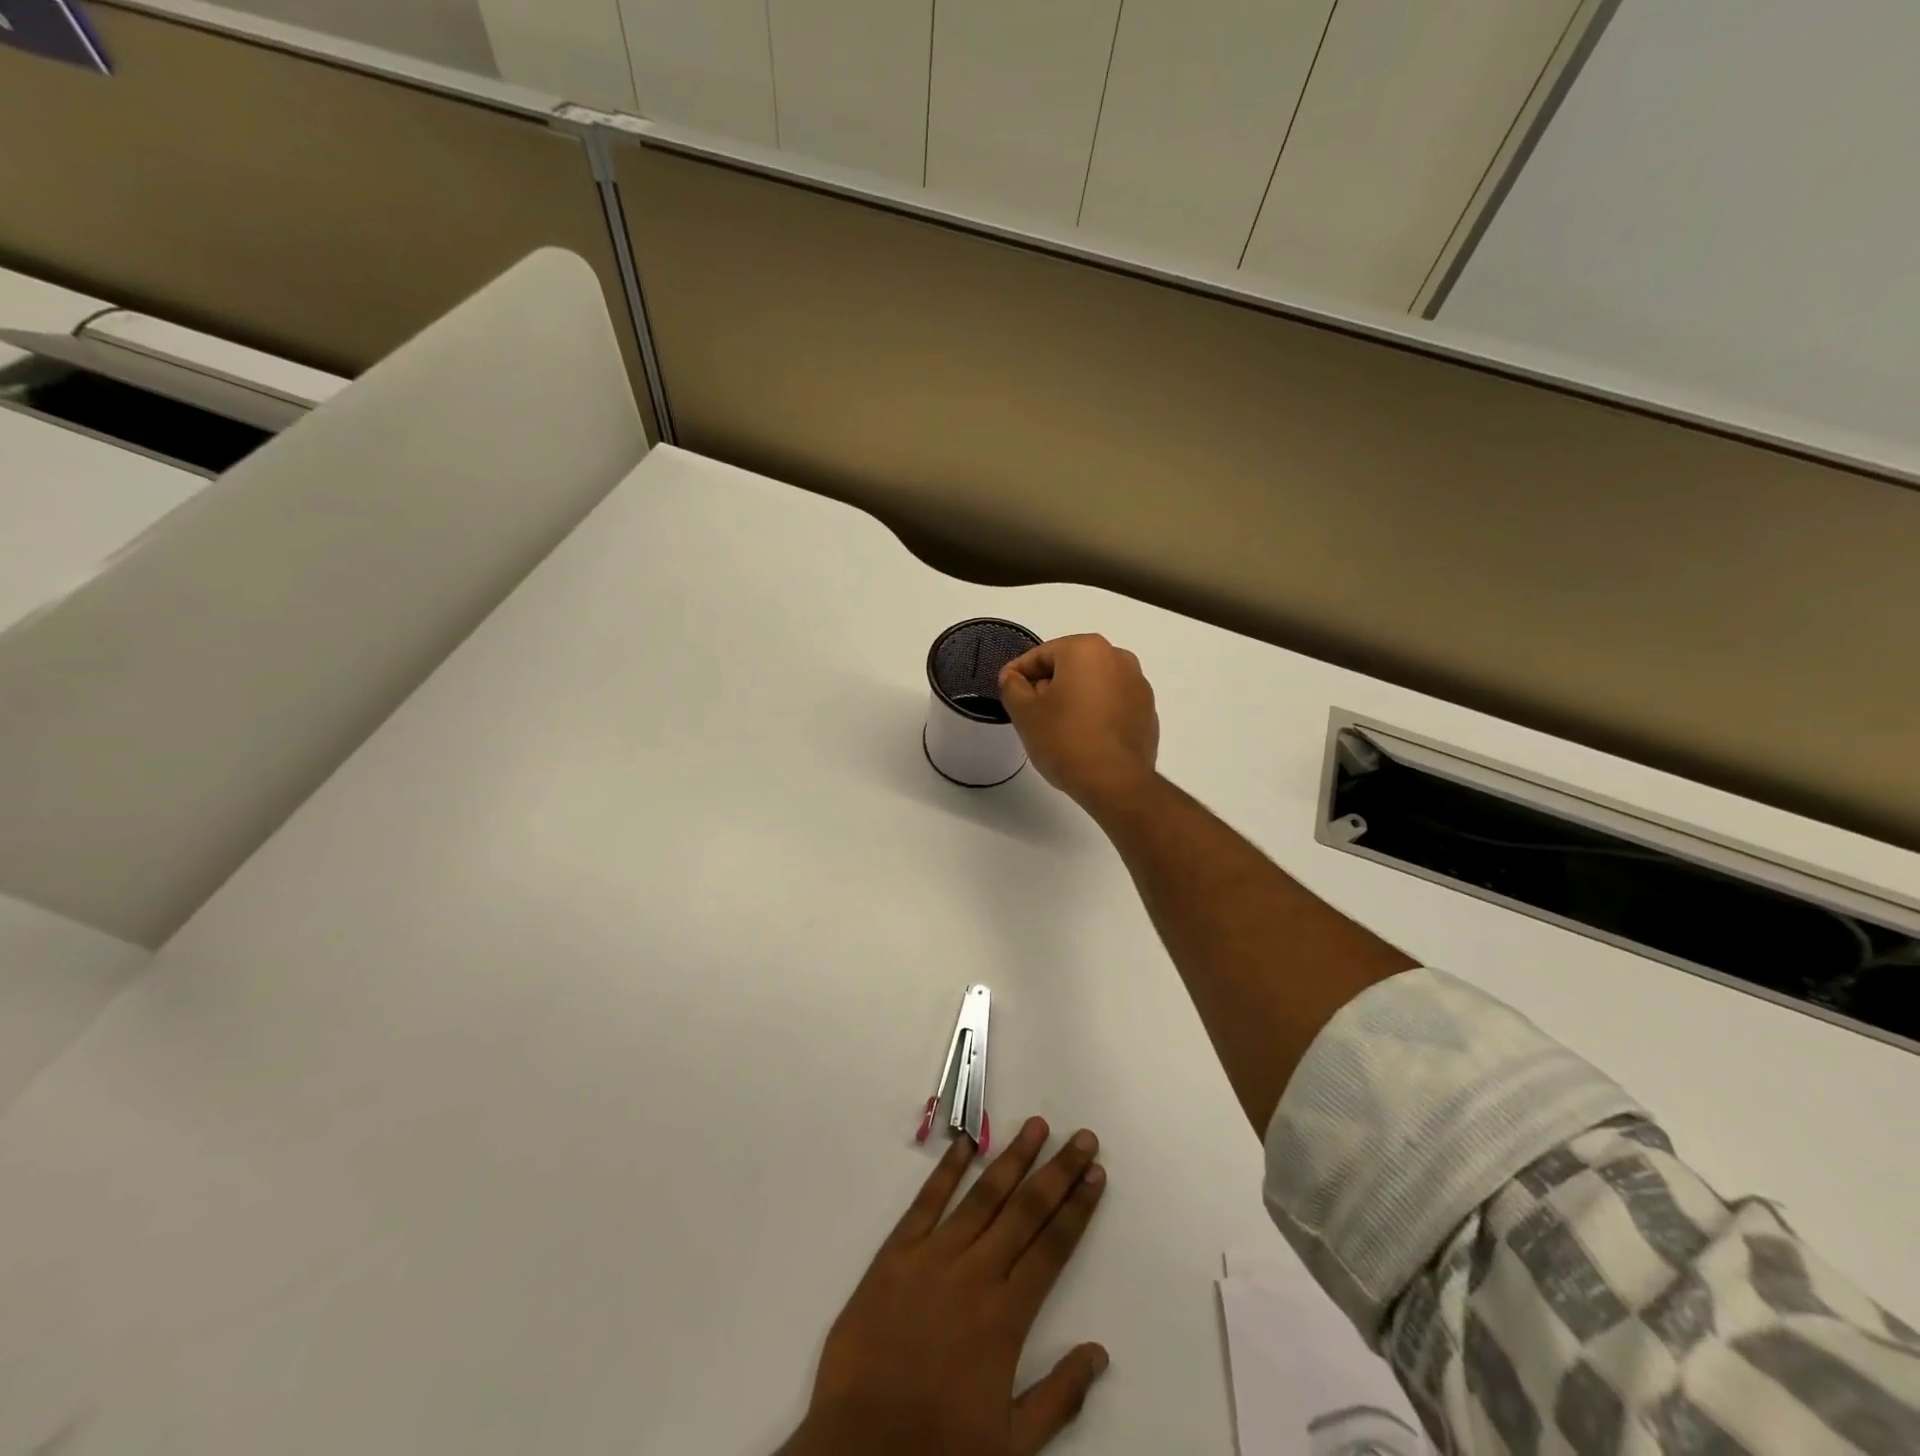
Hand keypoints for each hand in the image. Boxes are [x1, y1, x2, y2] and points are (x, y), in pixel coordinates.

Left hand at [778, 1118, 1108, 1455]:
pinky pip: (927, 1202)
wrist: (860, 1450)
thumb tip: (1099, 1353)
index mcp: (1006, 1317)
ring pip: (983, 1196)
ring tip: (1036, 1126)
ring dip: (1013, 1158)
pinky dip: (947, 1170)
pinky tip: (966, 1143)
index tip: (1095, 1175)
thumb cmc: (938, 1449)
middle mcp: (976, 1274)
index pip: (1053, 1248)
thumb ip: (1058, 1397)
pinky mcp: (896, 1252)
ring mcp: (934, 1257)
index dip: (1077, 1208)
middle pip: (1026, 1211)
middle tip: (1082, 1137)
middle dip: (1058, 1171)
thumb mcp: (1010, 1446)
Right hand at [998, 635, 1158, 813]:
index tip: (1006, 691)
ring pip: (1093, 684)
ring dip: (1073, 699)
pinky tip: (1083, 738)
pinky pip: (1112, 704)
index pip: (1041, 655)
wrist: (1115, 782)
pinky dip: (1096, 713)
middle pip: (1070, 666)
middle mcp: (1118, 658)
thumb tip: (1014, 677)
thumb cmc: (1064, 739)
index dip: (1018, 673)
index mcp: (1087, 649)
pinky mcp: (1148, 712)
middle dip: (1048, 685)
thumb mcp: (1024, 712)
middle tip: (1030, 713)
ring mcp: (1138, 685)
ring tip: (1057, 728)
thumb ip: (1012, 685)